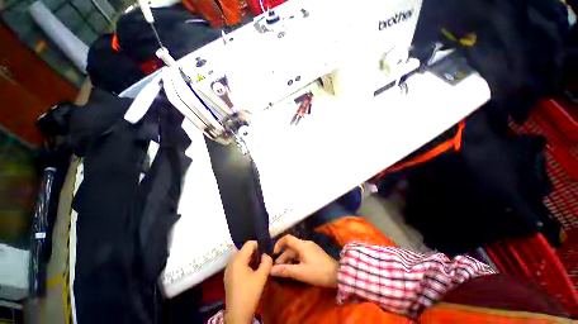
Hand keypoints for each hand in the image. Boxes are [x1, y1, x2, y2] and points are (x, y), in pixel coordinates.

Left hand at [224, 241, 272, 323]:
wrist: (237, 314)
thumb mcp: (262, 277)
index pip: (249, 243)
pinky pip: (238, 263)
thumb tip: (266, 255)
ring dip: (251, 259)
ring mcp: (228, 269)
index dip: (259, 246)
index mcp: (238, 260)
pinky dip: (246, 264)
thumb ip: (267, 261)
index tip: (265, 254)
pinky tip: (251, 274)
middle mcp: (231, 261)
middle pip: (245, 249)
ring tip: (258, 268)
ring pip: (242, 256)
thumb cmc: (249, 294)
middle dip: (255, 253)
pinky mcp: (229, 276)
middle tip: (263, 261)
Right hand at [270, 235, 338, 287]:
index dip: (279, 243)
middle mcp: (305, 243)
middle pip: (291, 247)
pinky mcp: (313, 252)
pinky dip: (295, 259)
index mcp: (302, 245)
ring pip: (296, 251)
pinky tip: (293, 268)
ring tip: (283, 270)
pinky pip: (301, 253)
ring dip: (289, 259)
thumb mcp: (300, 272)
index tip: (274, 254)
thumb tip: (271, 270)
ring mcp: (310, 247)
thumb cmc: (317, 272)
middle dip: (283, 256)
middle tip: (277, 269)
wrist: (337, 274)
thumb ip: (285, 270)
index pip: (287, 238)